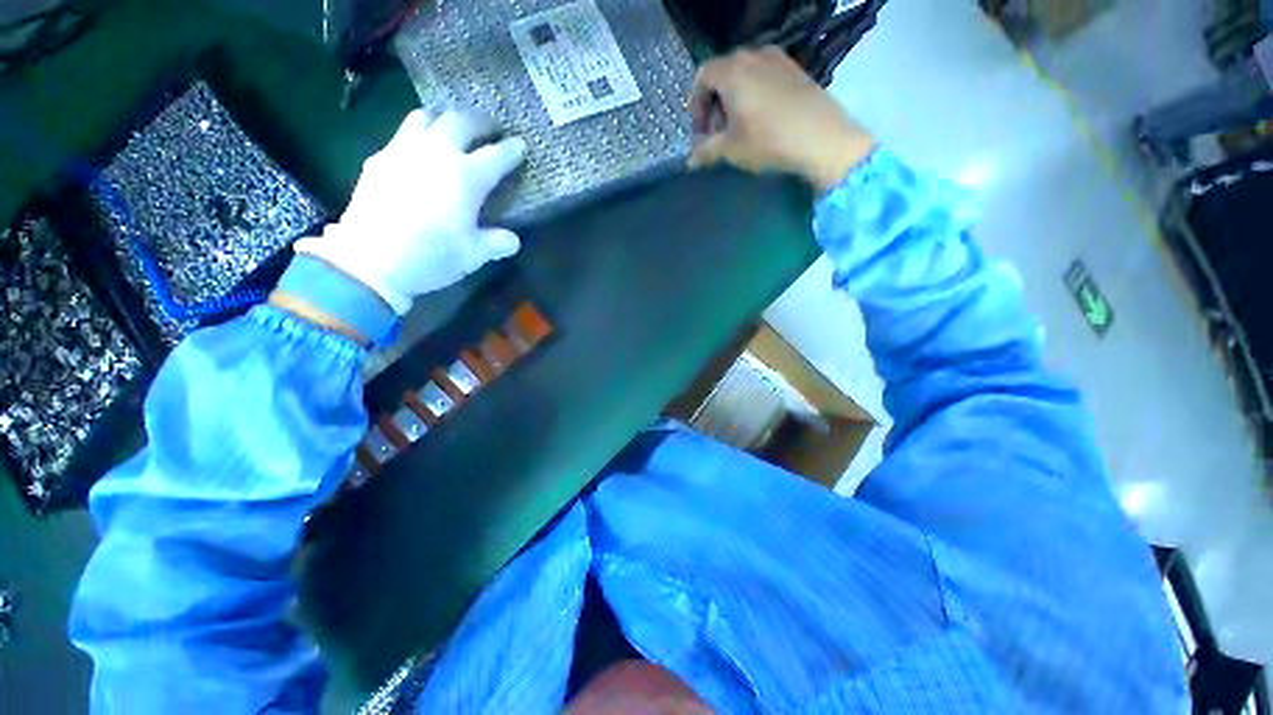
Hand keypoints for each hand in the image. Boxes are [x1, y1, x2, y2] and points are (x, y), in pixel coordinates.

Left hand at [294, 110, 525, 314]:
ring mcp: (404, 151)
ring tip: (453, 131)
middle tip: (490, 130)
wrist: (371, 260)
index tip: (520, 146)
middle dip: (481, 122)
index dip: (512, 150)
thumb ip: (497, 242)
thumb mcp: (474, 255)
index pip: (497, 155)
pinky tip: (421, 153)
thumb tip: (513, 239)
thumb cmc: (432, 256)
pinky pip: (403, 134)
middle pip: (461, 121)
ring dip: (445, 119)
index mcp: (466, 177)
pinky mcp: (380, 159)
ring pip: (426, 117)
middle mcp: (437, 153)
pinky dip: (419, 135)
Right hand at [687, 47, 875, 191]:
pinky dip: (755, 93)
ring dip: (734, 99)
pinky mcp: (795, 69)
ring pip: (745, 74)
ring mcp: (778, 59)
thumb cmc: (768, 141)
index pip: (702, 77)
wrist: (822, 139)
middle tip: (716, 132)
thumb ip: (706, 151)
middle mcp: (753, 55)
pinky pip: (765, 75)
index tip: (700, 131)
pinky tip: (761, 118)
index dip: (696, 105)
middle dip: (714, 103)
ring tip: (738, 127)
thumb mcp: (730, 150)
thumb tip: (690, 161)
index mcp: (732, 70)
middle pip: (723, 73)